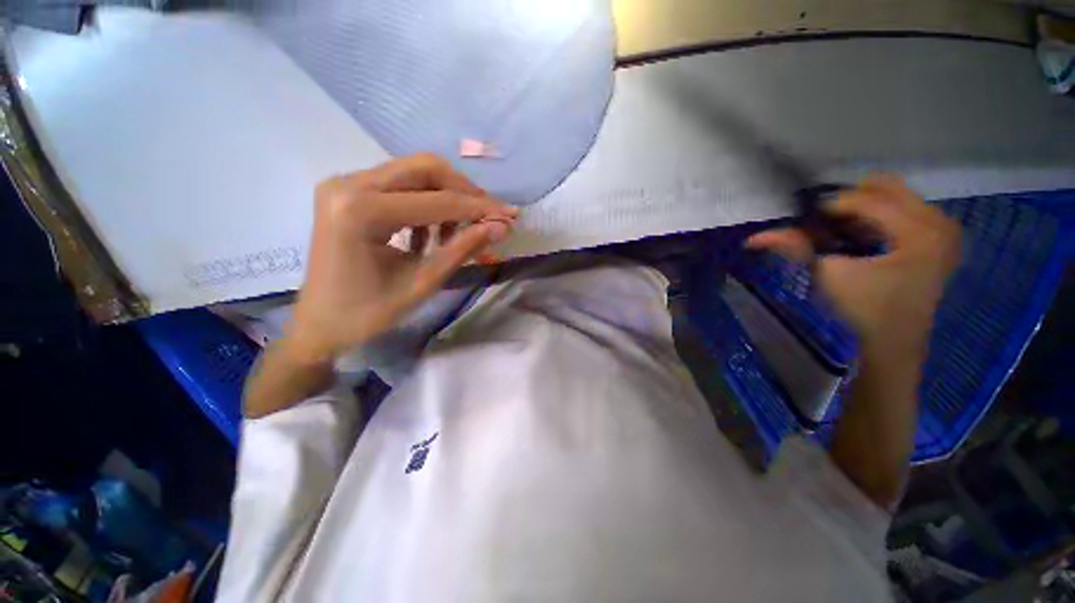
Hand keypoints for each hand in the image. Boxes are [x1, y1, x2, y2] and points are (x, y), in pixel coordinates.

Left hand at [288, 154, 518, 362]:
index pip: (437, 201)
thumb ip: (462, 249)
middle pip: (425, 169)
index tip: (511, 217)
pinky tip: (433, 233)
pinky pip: (400, 186)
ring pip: (414, 173)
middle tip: (490, 216)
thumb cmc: (368, 313)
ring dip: (447, 198)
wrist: (319, 324)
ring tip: (462, 231)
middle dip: (465, 192)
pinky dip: (426, 204)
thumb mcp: (422, 283)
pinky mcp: (349, 192)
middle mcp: (349, 184)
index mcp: (361, 210)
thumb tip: (500, 228)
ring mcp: (346, 184)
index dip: (479, 209)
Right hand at [747, 176, 960, 355]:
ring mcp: (944, 229)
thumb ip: (796, 248)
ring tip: (841, 231)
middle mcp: (940, 222)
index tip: (805, 218)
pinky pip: (906, 208)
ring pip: (896, 195)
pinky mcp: (941, 238)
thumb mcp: (828, 276)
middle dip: (849, 201)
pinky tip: (862, 235)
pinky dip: (878, 216)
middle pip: (886, 187)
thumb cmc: (863, 310)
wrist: (894, 341)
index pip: (868, 200)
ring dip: (863, 208)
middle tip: (825, 221)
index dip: (830, 205)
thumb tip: (754, 238)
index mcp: (920, 232)